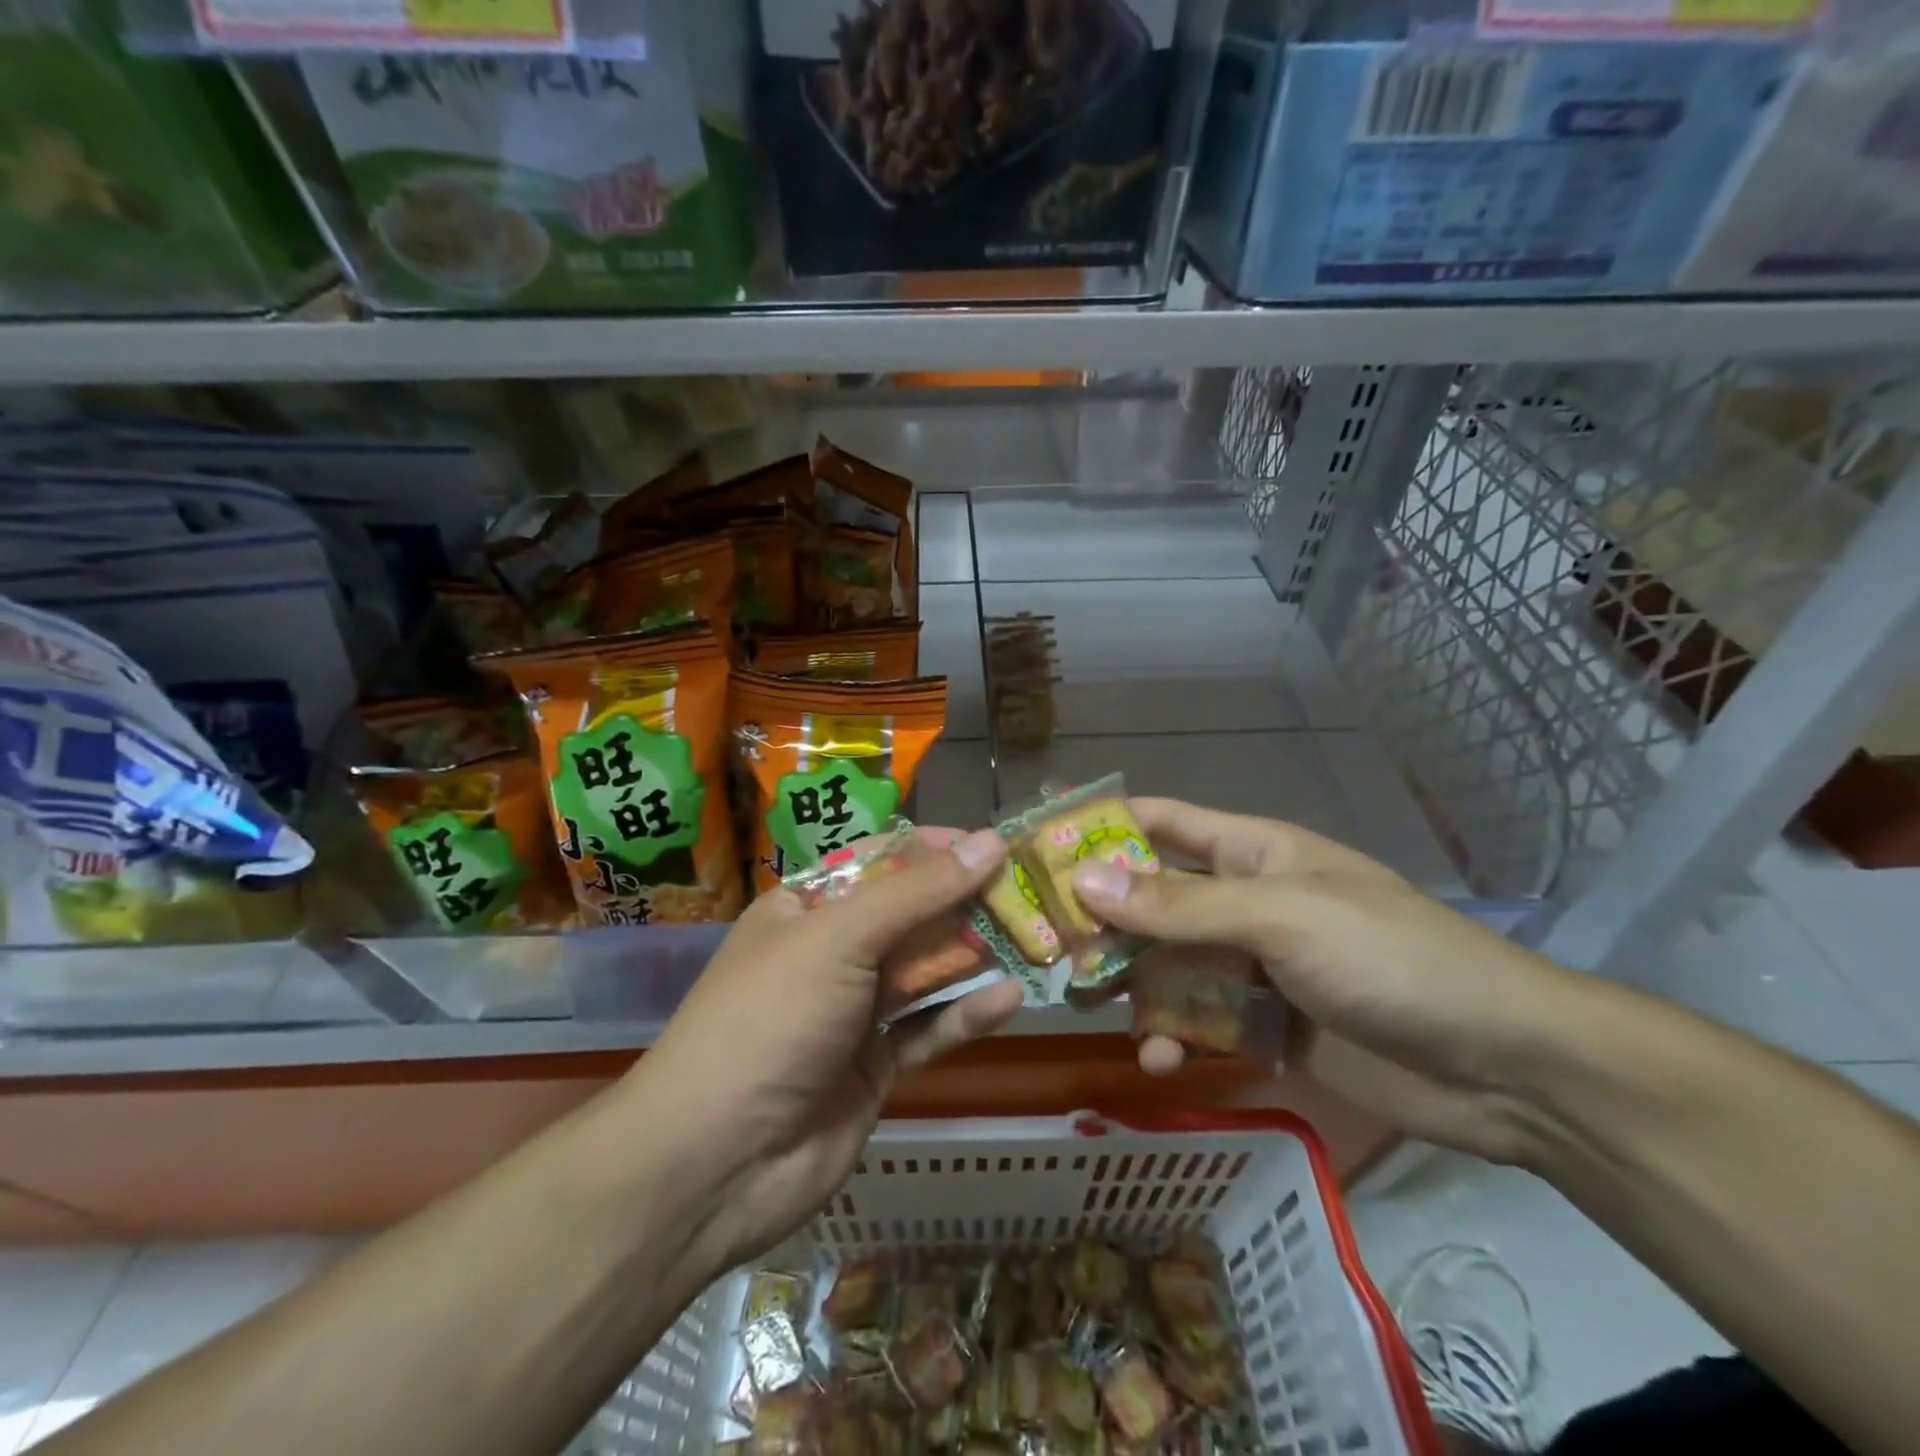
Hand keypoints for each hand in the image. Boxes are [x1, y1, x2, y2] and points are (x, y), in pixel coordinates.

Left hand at [628, 828, 1024, 1272]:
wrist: (714, 1165)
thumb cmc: (769, 1020)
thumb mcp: (839, 939)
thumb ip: (917, 892)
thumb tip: (989, 841)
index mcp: (805, 910)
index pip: (879, 862)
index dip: (934, 849)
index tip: (992, 842)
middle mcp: (830, 954)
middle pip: (909, 916)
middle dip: (965, 901)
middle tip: (1030, 890)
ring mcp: (853, 1013)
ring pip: (924, 972)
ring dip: (974, 956)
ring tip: (1036, 937)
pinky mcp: (874, 1067)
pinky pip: (928, 1030)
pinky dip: (966, 1015)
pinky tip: (1011, 998)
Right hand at [1071, 798, 1583, 1163]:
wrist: (1502, 1066)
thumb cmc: (1388, 957)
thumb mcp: (1281, 916)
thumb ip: (1180, 905)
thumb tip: (1084, 882)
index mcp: (1250, 852)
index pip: (1160, 823)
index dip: (1100, 826)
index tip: (1036, 843)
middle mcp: (1243, 901)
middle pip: (1150, 898)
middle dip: (1099, 917)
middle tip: (1041, 942)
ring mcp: (1252, 964)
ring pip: (1166, 963)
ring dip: (1127, 982)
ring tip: (1082, 1001)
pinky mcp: (1266, 1024)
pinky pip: (1198, 1022)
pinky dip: (1172, 1037)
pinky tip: (1158, 1059)